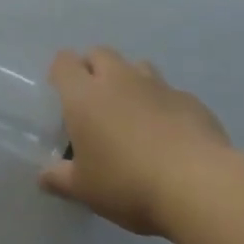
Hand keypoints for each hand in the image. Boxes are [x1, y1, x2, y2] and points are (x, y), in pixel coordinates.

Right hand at [39, 47, 229, 234]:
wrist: (200, 187)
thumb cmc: (128, 184)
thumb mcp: (85, 189)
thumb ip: (60, 179)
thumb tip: (43, 177)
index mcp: (84, 95)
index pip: (64, 62)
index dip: (61, 72)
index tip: (62, 94)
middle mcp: (119, 79)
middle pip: (100, 53)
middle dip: (94, 68)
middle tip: (95, 102)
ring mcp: (158, 86)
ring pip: (137, 66)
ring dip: (130, 81)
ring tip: (133, 114)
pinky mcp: (191, 101)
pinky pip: (170, 93)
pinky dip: (164, 105)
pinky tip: (170, 135)